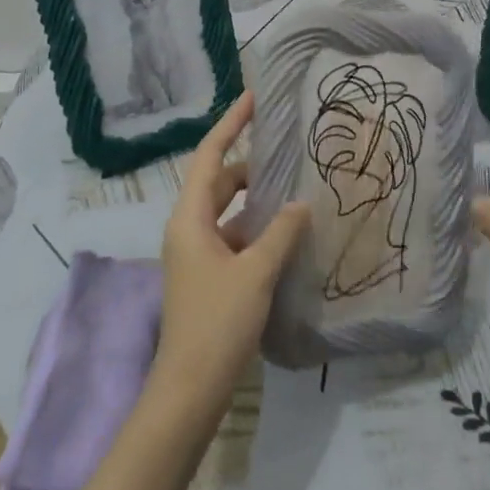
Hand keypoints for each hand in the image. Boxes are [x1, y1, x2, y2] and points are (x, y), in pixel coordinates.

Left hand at [151, 92, 310, 411]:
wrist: (189, 391)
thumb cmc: (217, 322)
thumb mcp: (255, 272)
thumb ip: (280, 233)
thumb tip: (300, 203)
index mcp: (190, 218)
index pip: (210, 155)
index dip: (231, 124)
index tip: (253, 98)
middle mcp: (188, 229)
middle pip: (219, 181)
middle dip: (250, 165)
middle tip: (287, 152)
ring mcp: (196, 255)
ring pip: (228, 212)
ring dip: (256, 201)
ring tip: (294, 190)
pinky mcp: (207, 278)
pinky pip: (233, 238)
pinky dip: (256, 230)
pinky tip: (286, 236)